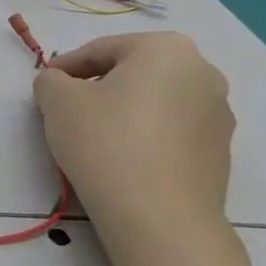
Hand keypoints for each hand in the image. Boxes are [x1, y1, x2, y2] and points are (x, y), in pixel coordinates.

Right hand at [32, 32, 233, 234]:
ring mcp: (218, 114)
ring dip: (121, 110)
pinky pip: (170, 130)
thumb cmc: (105, 141)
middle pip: (132, 72)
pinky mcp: (220, 151)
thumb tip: (61, 84)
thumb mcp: (56, 99)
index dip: (65, 66)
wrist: (159, 216)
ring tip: (91, 136)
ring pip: (153, 101)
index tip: (44, 87)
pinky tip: (120, 158)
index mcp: (167, 49)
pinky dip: (143, 134)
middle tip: (65, 109)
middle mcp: (203, 73)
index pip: (102, 49)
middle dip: (97, 86)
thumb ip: (50, 79)